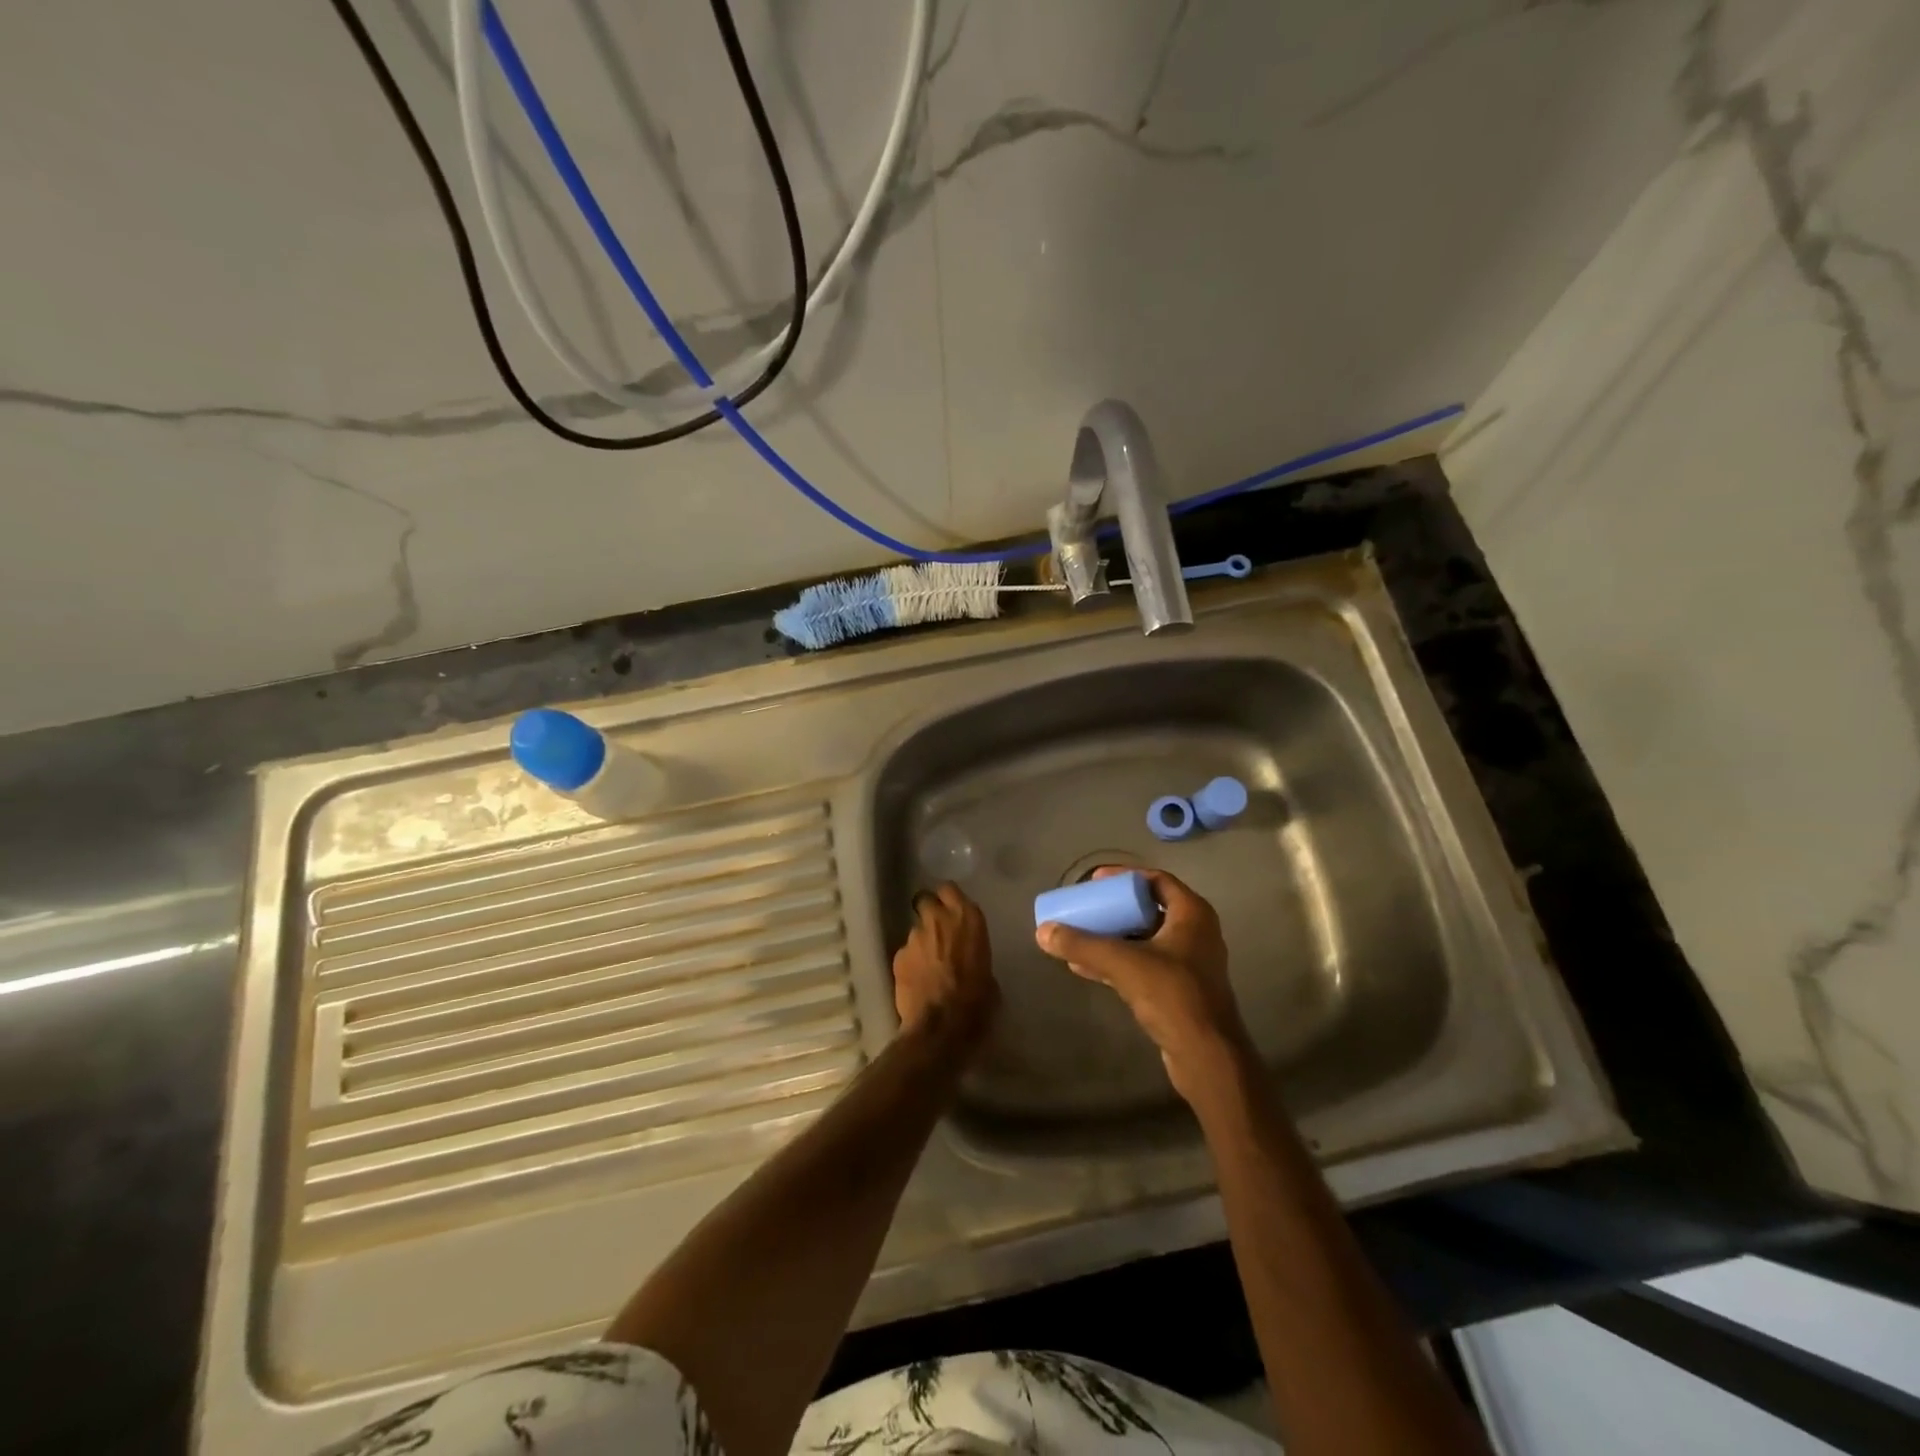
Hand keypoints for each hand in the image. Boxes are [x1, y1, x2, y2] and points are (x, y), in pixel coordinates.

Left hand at [892, 883, 997, 1050]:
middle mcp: (938, 920)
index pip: (949, 889)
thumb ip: (975, 955)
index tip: (952, 909)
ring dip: (922, 941)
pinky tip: (917, 980)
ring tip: (928, 964)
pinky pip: (906, 953)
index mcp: (967, 919)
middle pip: (925, 900)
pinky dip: (911, 962)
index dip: (948, 899)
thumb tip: (969, 960)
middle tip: (937, 929)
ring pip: (915, 929)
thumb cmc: (978, 1002)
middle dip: (929, 910)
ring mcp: (914, 937)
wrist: (942, 1028)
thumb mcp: (989, 974)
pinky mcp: (898, 956)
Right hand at [1035, 867, 1248, 1099]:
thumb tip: (1042, 931)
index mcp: (1192, 914)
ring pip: (1144, 939)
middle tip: (1086, 907)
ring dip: (1112, 937)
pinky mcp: (1179, 990)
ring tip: (1078, 936)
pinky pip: (1143, 965)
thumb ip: (1082, 945)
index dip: (1125, 877)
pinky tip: (1084, 967)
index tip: (1095, 882)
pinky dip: (1117, 962)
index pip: (1157, 880)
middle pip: (1148, 909)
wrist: (1207, 1056)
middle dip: (1114, 908)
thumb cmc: (1173, 995)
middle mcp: (1195, 933)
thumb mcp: (1123, 963)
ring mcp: (1189, 964)